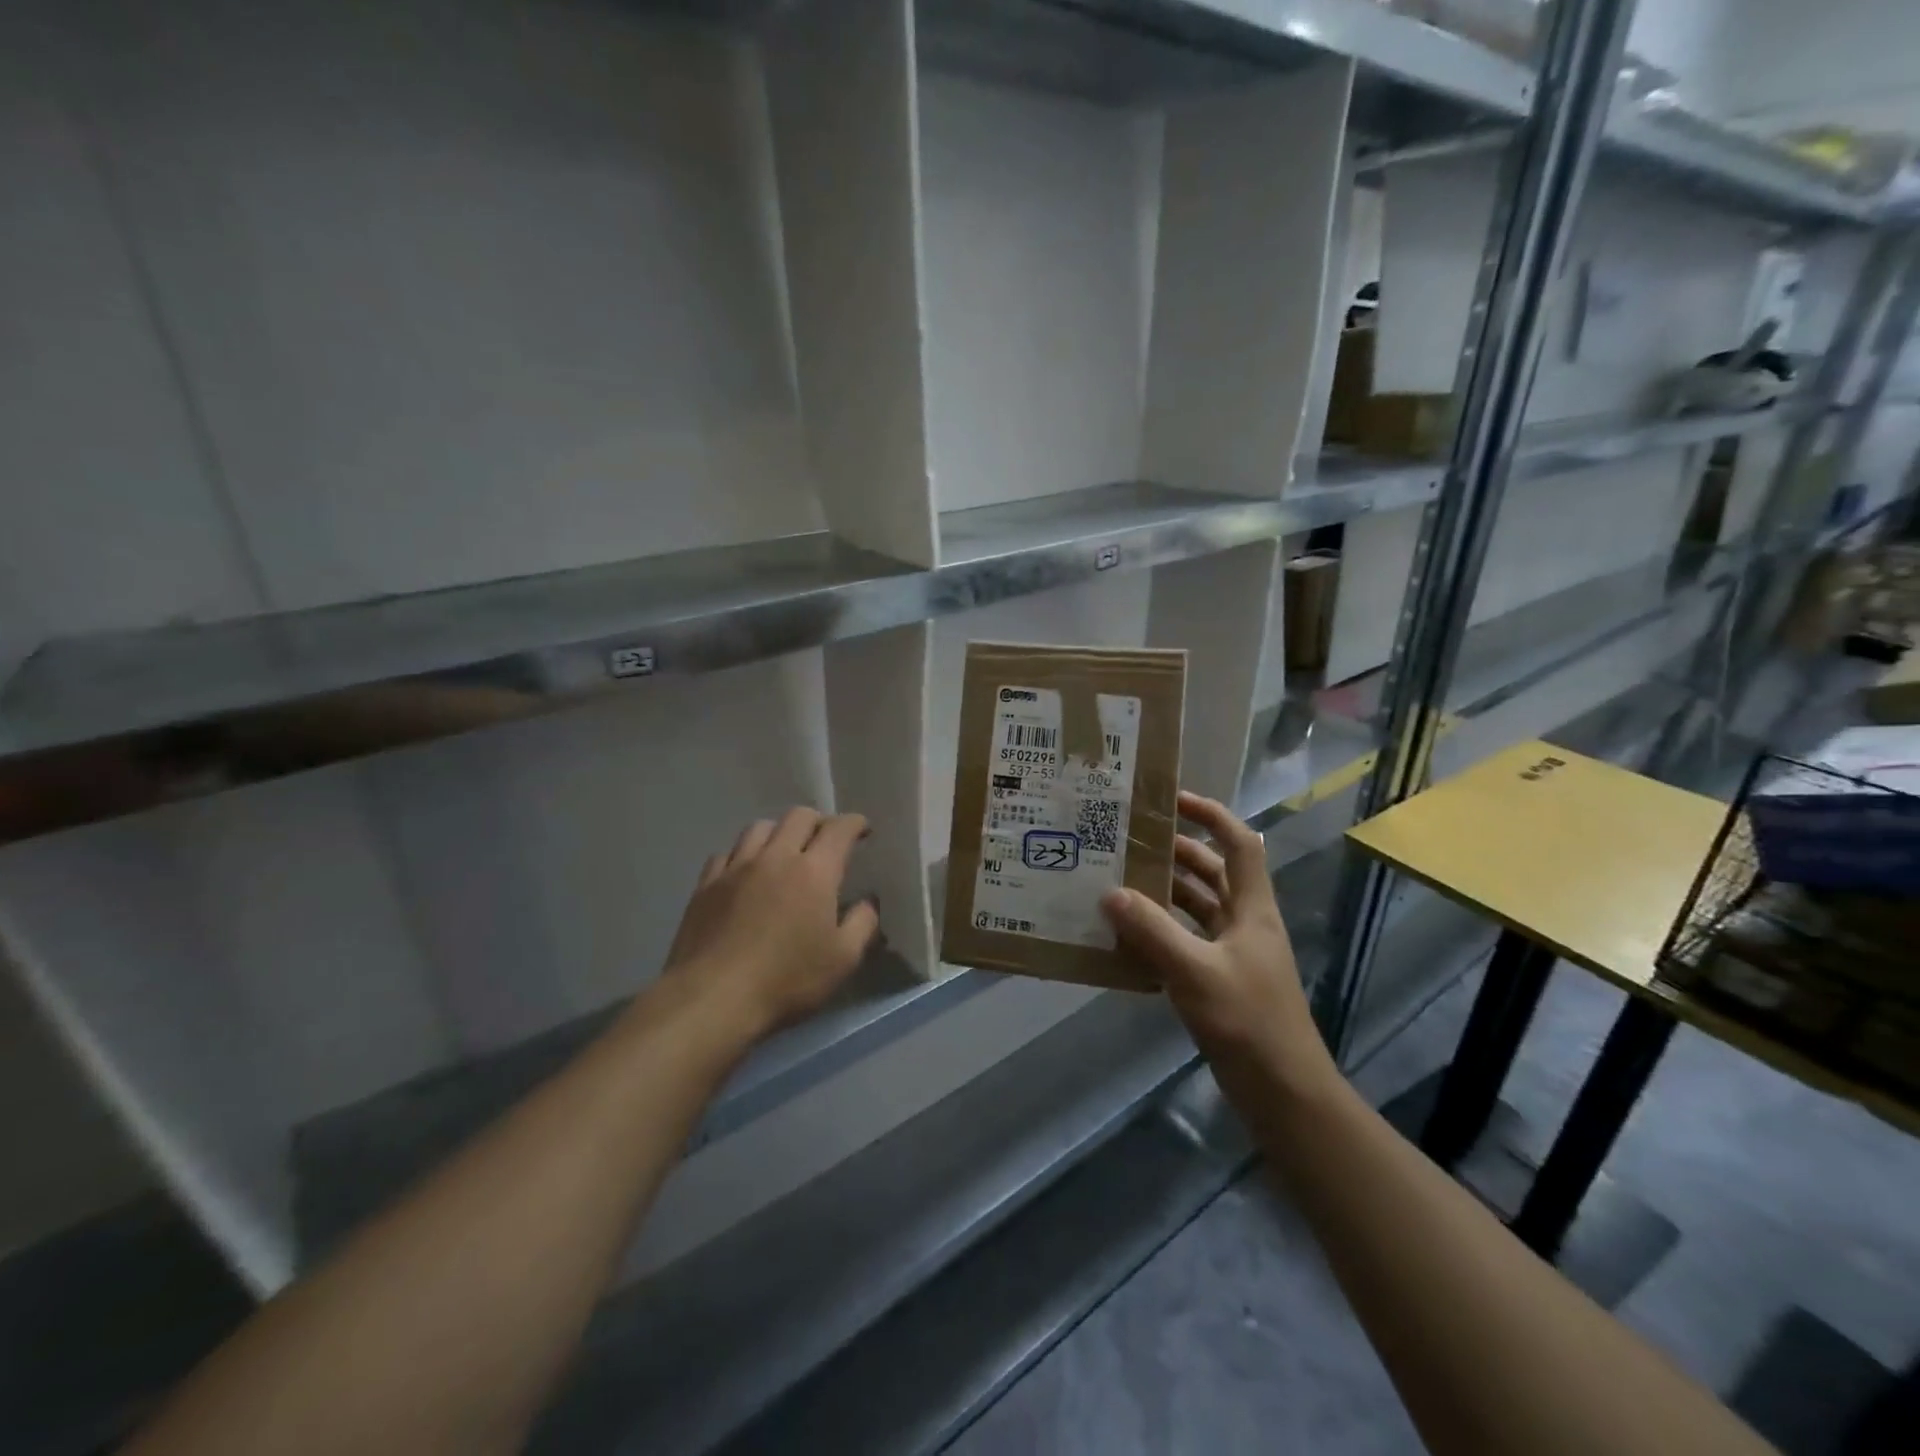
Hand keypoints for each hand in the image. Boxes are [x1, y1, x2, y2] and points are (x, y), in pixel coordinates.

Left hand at [660, 807, 879, 1040]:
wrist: (712, 998)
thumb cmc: (786, 980)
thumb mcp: (842, 960)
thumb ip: (862, 924)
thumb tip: (868, 903)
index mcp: (814, 871)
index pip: (839, 829)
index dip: (855, 823)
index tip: (863, 829)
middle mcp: (775, 857)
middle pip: (798, 816)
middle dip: (818, 821)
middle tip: (826, 840)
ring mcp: (736, 868)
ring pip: (759, 827)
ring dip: (779, 832)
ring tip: (784, 850)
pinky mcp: (706, 884)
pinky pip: (727, 853)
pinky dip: (743, 854)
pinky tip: (745, 872)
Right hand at [1101, 792, 1329, 1080]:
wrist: (1284, 1092)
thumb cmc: (1249, 1022)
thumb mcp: (1196, 972)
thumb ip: (1152, 931)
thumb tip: (1109, 893)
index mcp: (1252, 909)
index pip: (1239, 844)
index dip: (1211, 815)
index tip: (1172, 800)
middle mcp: (1245, 923)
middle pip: (1212, 872)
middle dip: (1176, 853)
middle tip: (1129, 842)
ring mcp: (1234, 953)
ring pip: (1197, 908)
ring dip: (1164, 893)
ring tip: (1118, 881)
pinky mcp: (1220, 981)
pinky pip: (1186, 941)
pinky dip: (1161, 932)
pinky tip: (1127, 936)